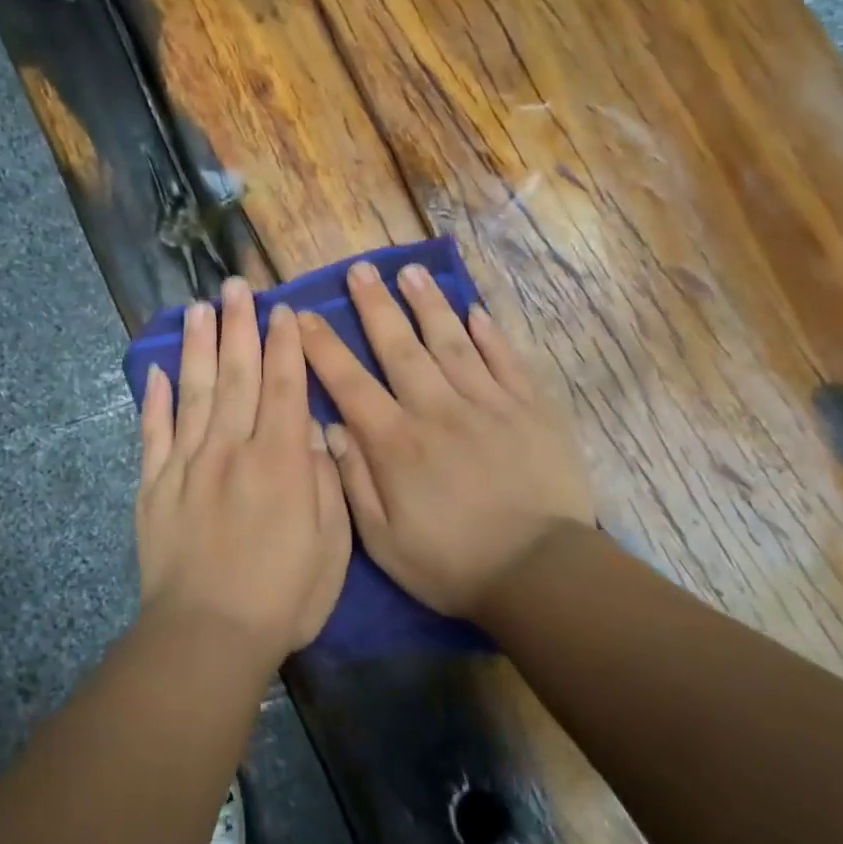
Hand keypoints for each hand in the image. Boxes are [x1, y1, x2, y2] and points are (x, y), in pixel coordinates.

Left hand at [136, 277, 351, 659]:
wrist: (208, 636)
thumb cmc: (284, 595)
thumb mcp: (331, 544)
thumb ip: (324, 480)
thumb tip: (314, 429)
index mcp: (280, 460)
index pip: (285, 386)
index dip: (284, 344)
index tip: (281, 309)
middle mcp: (232, 449)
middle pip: (236, 375)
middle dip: (238, 326)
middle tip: (235, 285)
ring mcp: (187, 464)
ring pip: (192, 392)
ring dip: (196, 347)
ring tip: (197, 308)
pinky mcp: (154, 486)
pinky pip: (152, 434)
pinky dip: (153, 400)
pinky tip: (154, 371)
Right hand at [300, 261, 592, 620]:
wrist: (540, 574)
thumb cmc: (452, 563)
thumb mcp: (383, 541)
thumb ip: (354, 481)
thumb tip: (331, 428)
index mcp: (397, 443)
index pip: (350, 382)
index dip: (323, 347)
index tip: (302, 315)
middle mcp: (438, 410)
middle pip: (400, 347)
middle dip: (375, 306)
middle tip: (360, 269)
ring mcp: (488, 404)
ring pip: (452, 342)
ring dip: (429, 305)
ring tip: (411, 272)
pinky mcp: (531, 409)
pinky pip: (506, 360)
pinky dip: (490, 334)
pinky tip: (475, 311)